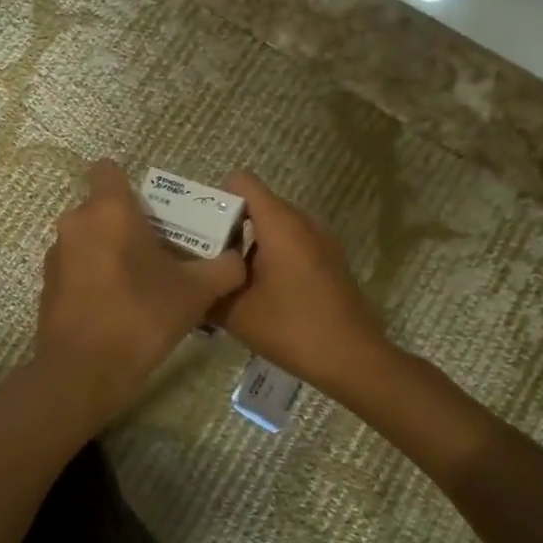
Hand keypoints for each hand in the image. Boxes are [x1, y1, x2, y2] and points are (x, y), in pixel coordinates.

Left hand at [36, 160, 246, 424]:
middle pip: (104, 208)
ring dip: (112, 252)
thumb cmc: (140, 317)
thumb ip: (224, 268)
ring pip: (90, 239)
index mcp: (108, 210)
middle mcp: (75, 223)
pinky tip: (118, 308)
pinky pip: (77, 268)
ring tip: (142, 284)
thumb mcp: (196, 293)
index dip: (131, 185)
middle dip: (130, 224)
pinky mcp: (48, 286)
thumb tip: (238, 258)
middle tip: (162, 252)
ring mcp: (56, 256)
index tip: (154, 212)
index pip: (108, 170)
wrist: (83, 373)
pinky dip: (95, 278)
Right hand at [211, 172, 391, 392]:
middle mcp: (303, 222)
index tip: (198, 228)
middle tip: (203, 256)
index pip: (242, 183)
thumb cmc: (292, 328)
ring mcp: (321, 241)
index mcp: (280, 224)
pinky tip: (257, 292)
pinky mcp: (329, 261)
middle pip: (257, 204)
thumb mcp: (236, 314)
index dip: (215, 198)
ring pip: (275, 227)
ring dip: (249, 245)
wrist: (353, 359)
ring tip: (226, 277)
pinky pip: (292, 244)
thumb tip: (188, 282)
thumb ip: (207, 291)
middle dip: (228, 225)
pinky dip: (270, 257)